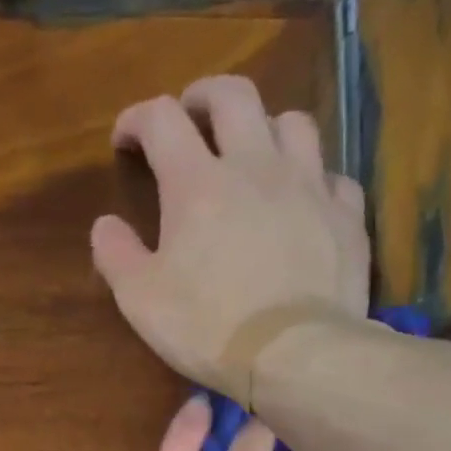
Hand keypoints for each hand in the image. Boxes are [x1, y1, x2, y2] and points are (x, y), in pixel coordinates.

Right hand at [91, 75, 371, 395]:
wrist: (293, 355)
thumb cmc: (208, 328)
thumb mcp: (141, 300)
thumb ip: (116, 255)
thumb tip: (105, 225)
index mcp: (197, 182)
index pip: (161, 119)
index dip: (138, 119)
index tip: (127, 139)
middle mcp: (255, 165)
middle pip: (233, 95)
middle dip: (204, 97)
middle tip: (191, 117)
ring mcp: (308, 185)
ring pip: (292, 122)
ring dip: (265, 128)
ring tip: (253, 153)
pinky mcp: (346, 215)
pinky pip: (332, 176)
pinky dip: (312, 179)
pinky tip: (303, 200)